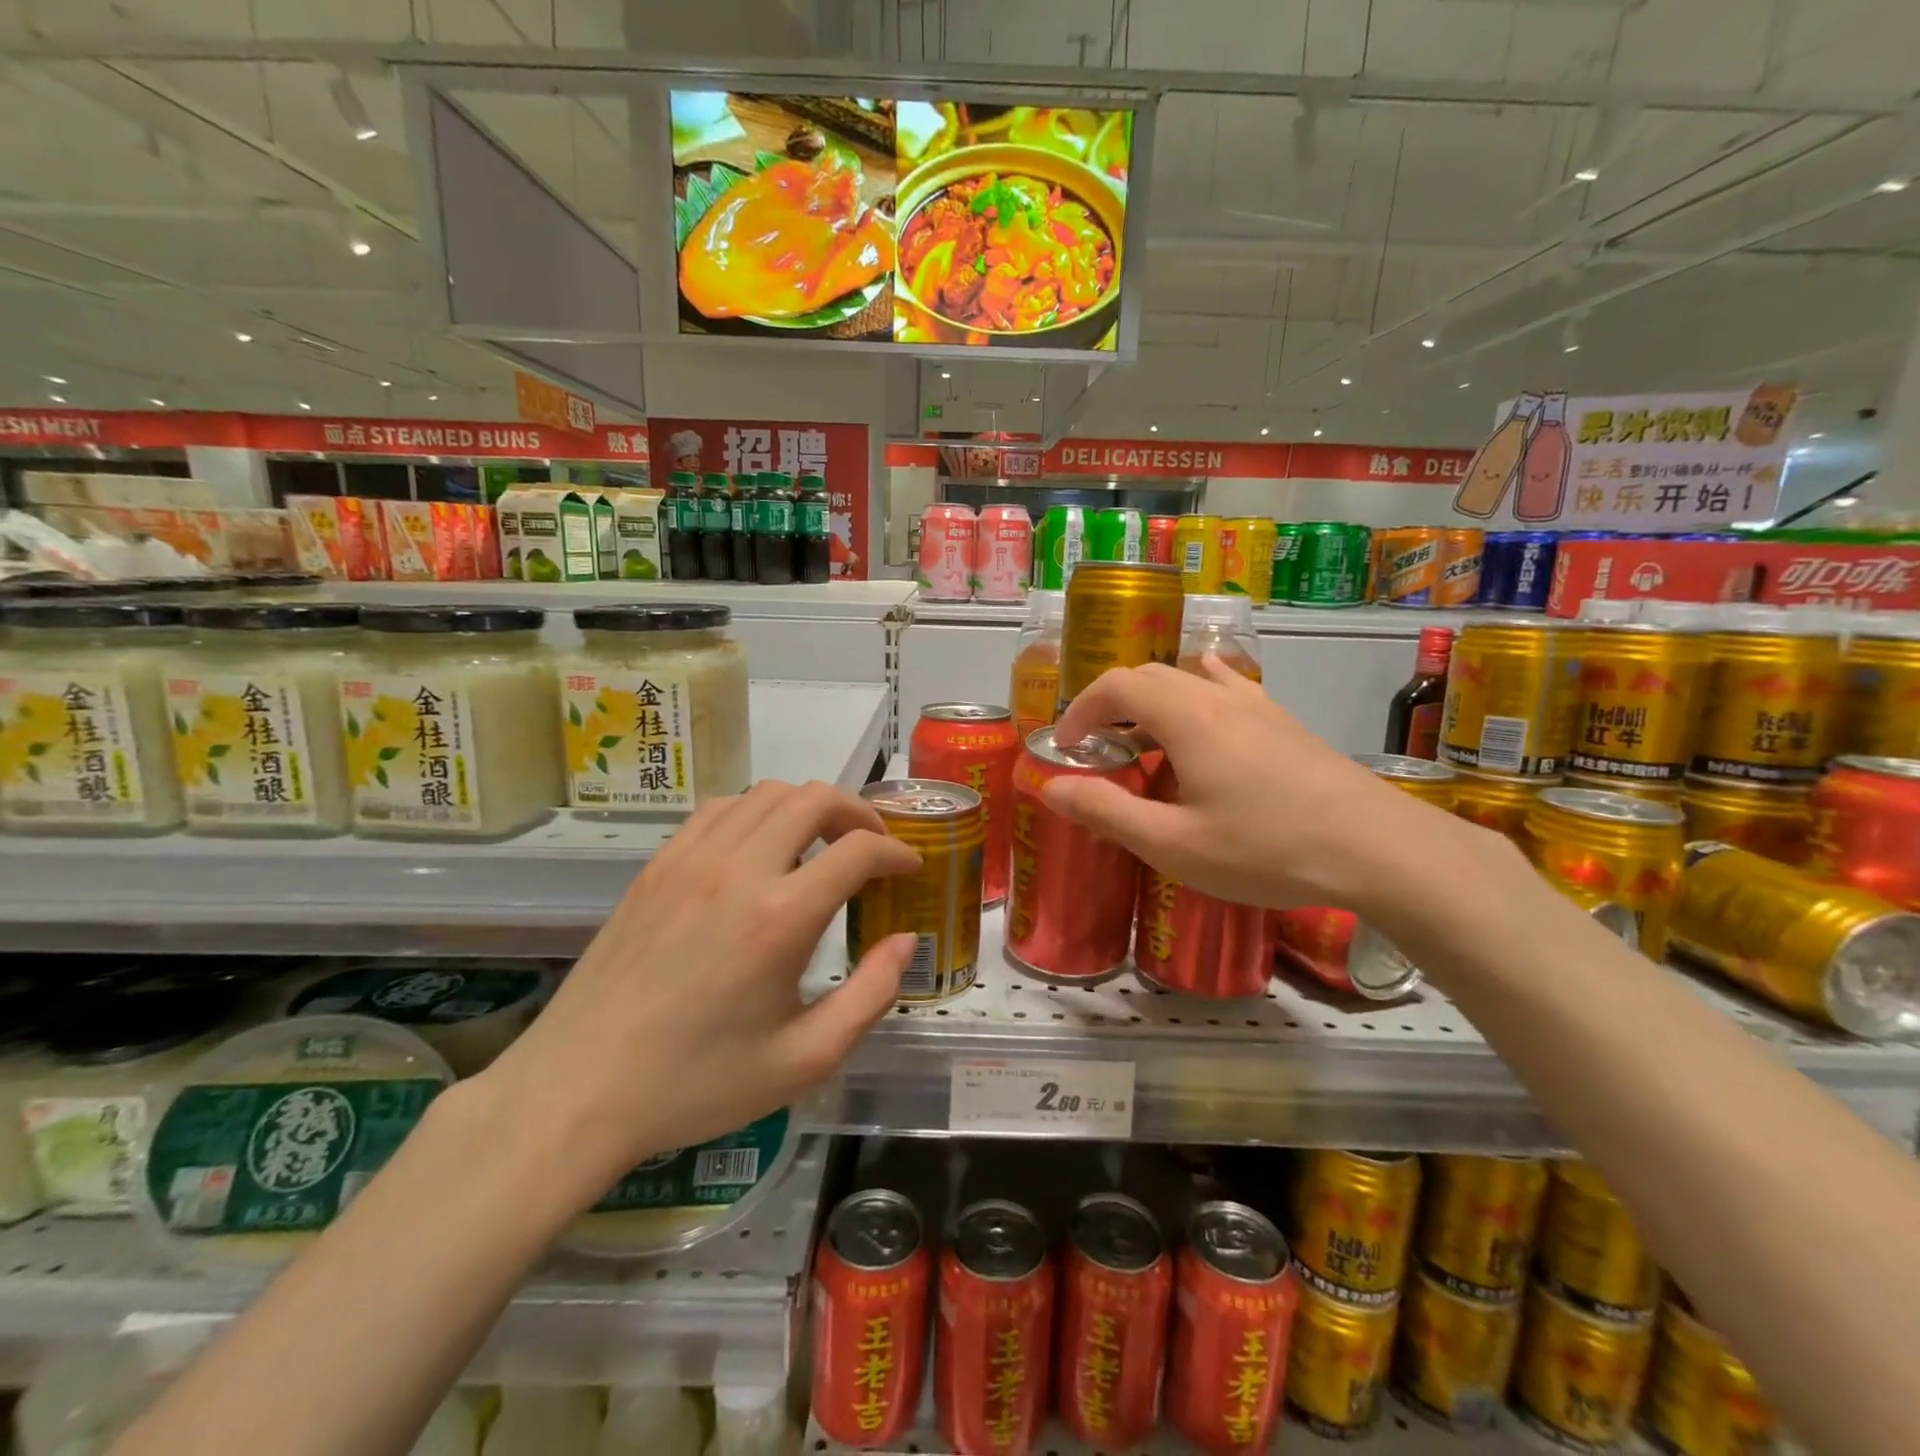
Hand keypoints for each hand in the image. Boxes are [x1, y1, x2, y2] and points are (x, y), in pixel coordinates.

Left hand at [479, 780, 920, 1206]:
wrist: (580, 1089)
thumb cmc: (699, 1083)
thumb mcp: (804, 1060)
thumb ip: (870, 996)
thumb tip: (903, 941)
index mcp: (780, 918)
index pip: (858, 850)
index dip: (897, 852)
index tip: (910, 868)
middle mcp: (738, 870)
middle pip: (815, 798)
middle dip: (858, 813)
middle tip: (872, 846)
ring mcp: (691, 859)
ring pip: (767, 793)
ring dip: (808, 807)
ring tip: (821, 843)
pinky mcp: (658, 864)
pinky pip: (721, 809)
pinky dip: (757, 812)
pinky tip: (760, 849)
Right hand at [1045, 656, 1476, 911]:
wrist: (1378, 849)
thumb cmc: (1266, 849)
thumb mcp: (1173, 844)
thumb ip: (1106, 811)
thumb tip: (1052, 787)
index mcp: (1186, 718)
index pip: (1116, 685)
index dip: (1081, 708)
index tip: (1066, 744)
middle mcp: (1219, 698)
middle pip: (1150, 676)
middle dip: (1111, 704)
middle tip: (1097, 748)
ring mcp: (1259, 707)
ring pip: (1189, 681)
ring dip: (1152, 702)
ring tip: (1143, 741)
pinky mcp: (1286, 724)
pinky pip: (1229, 690)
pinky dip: (1198, 694)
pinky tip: (1207, 711)